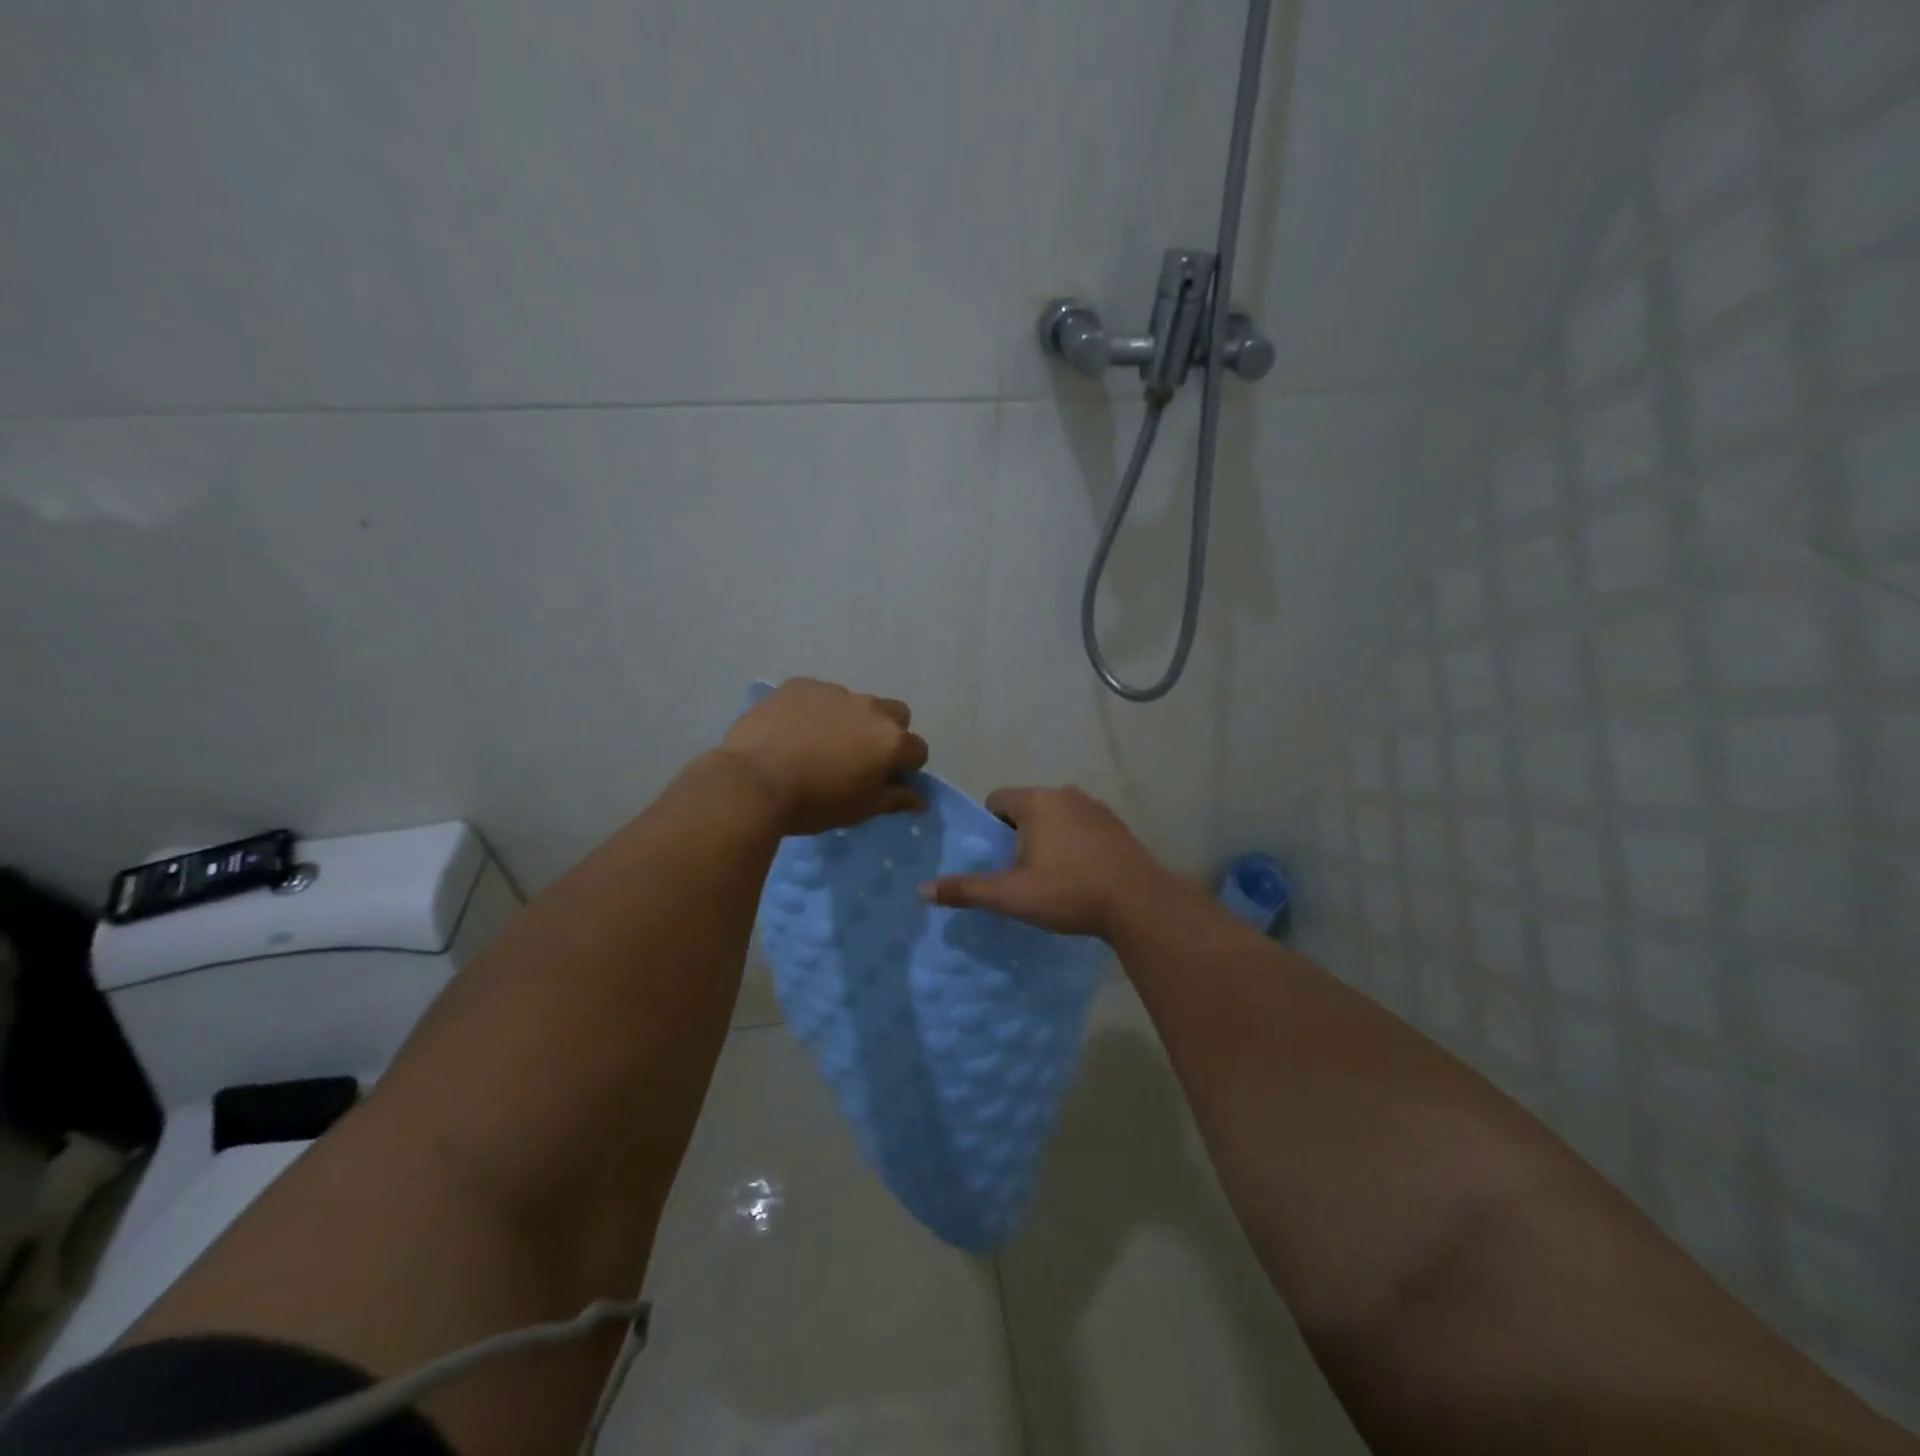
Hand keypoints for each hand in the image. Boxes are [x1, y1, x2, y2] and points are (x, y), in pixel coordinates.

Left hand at [719, 678, 928, 834]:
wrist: (753, 781)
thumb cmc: (813, 803)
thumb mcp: (858, 810)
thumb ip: (893, 799)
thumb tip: (920, 800)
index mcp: (890, 741)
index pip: (917, 749)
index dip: (905, 766)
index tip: (886, 779)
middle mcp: (870, 708)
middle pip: (895, 714)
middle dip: (887, 732)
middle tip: (860, 755)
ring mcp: (834, 691)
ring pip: (855, 703)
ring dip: (849, 719)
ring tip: (819, 742)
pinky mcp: (801, 684)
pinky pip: (818, 695)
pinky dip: (815, 710)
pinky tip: (793, 730)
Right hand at [922, 785, 1170, 939]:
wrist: (1138, 901)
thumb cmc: (1069, 892)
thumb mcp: (1012, 896)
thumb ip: (967, 890)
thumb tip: (922, 890)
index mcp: (1036, 802)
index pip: (997, 800)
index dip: (990, 827)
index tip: (997, 857)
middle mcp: (1064, 793)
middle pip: (1027, 805)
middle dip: (1019, 833)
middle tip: (1021, 870)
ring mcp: (1094, 805)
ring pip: (1056, 814)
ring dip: (1048, 835)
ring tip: (1052, 874)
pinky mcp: (1115, 822)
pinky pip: (1081, 823)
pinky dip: (1074, 840)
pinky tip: (1082, 871)